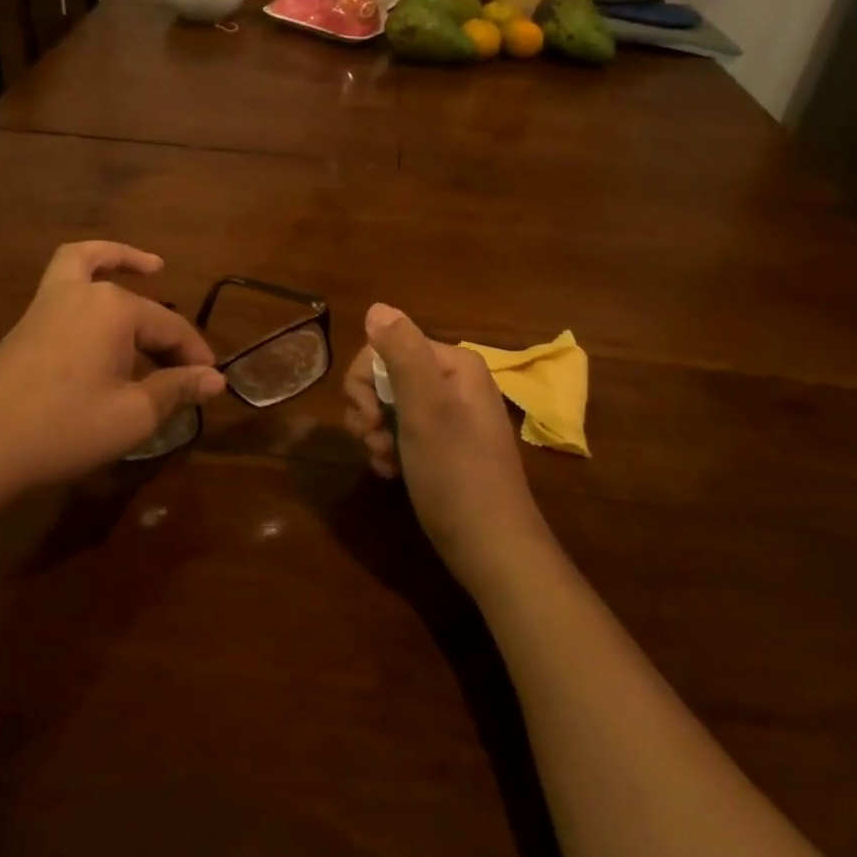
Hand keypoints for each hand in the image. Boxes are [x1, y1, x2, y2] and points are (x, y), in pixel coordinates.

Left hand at [0, 243, 225, 512]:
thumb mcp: (133, 415)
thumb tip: (215, 380)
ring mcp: (49, 302)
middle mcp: (84, 292)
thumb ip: (176, 390)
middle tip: (187, 369)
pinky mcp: (28, 320)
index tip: (212, 385)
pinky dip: (89, 272)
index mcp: (115, 309)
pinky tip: (97, 299)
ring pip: (92, 265)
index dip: (195, 358)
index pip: (172, 328)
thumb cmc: (63, 427)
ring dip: (123, 264)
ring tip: (151, 269)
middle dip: (169, 334)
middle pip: (140, 305)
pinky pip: (65, 278)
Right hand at [343, 303, 546, 587]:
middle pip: (384, 375)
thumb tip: (376, 306)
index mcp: (453, 364)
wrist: (491, 550)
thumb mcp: (425, 409)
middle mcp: (452, 382)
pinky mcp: (440, 445)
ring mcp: (447, 415)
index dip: (365, 381)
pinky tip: (390, 473)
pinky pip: (399, 431)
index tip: (369, 417)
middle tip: (375, 441)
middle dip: (369, 409)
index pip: (385, 346)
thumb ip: (401, 354)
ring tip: (385, 462)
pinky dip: (387, 450)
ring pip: (386, 406)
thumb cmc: (457, 475)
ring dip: (375, 433)